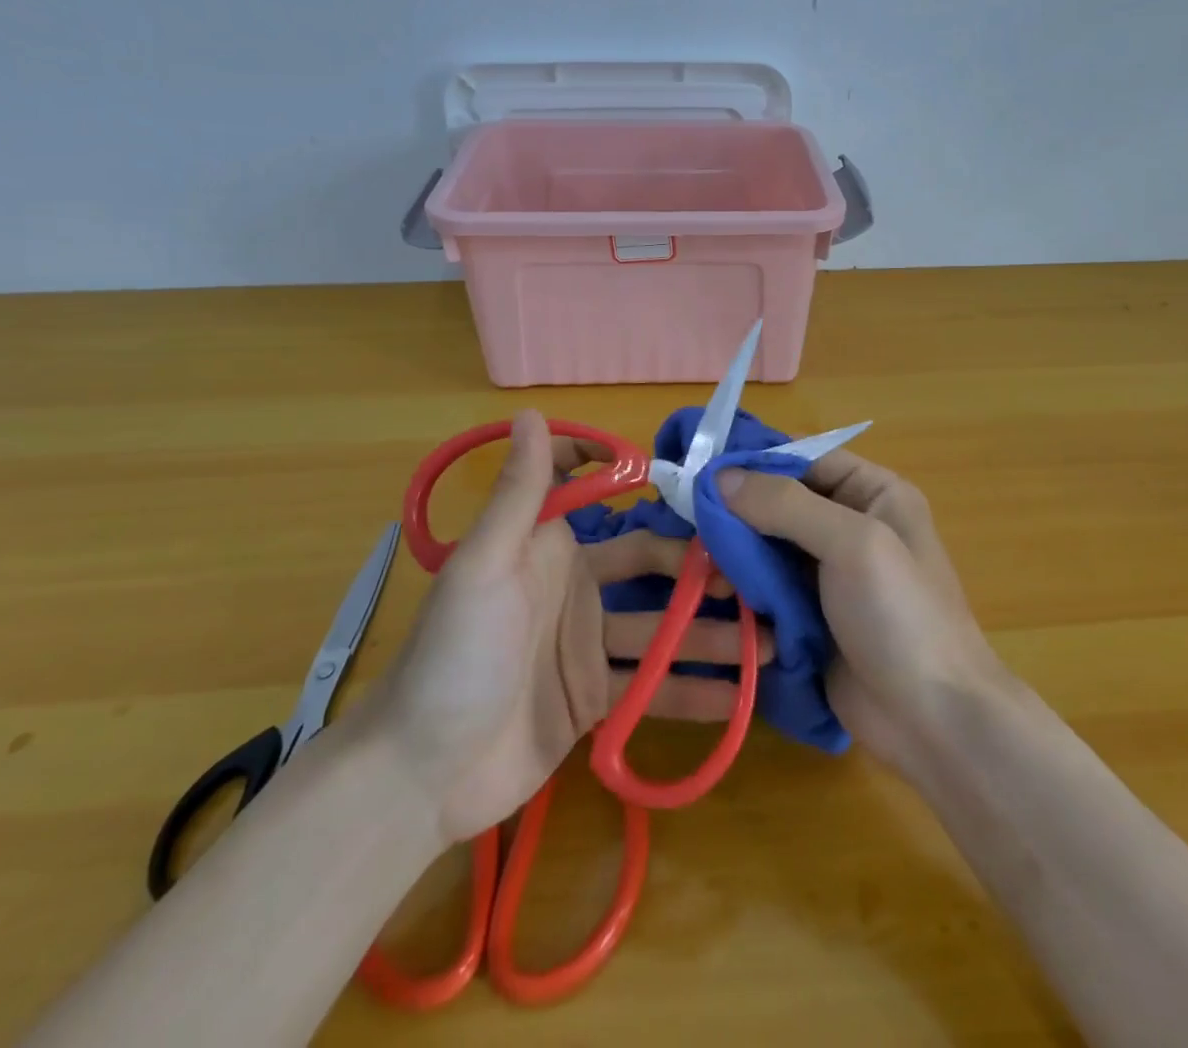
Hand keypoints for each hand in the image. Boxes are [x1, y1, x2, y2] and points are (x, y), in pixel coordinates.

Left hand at [367, 410, 773, 844]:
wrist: (418, 775)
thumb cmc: (454, 655)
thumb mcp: (485, 566)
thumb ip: (519, 493)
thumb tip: (531, 412)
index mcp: (548, 547)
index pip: (592, 494)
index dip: (630, 478)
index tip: (691, 482)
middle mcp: (574, 587)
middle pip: (650, 566)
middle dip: (700, 568)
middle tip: (758, 575)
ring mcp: (585, 645)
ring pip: (661, 629)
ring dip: (711, 634)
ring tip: (770, 638)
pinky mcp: (593, 698)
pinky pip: (652, 688)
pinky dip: (692, 692)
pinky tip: (741, 697)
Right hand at [719, 451, 999, 770]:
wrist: (934, 722)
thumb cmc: (901, 616)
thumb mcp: (852, 543)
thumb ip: (786, 504)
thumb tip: (720, 475)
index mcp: (874, 494)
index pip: (805, 459)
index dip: (755, 460)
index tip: (700, 467)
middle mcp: (850, 525)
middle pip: (781, 502)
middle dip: (737, 510)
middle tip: (683, 518)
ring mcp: (829, 574)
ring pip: (768, 546)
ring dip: (734, 551)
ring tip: (692, 559)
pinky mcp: (810, 616)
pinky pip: (767, 587)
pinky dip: (740, 586)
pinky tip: (708, 588)